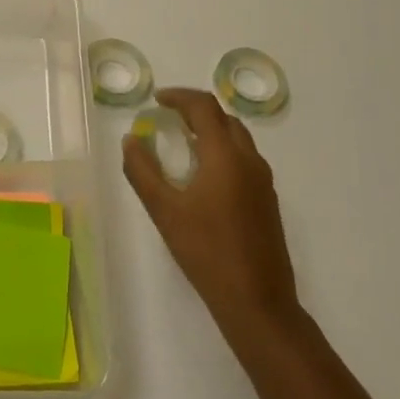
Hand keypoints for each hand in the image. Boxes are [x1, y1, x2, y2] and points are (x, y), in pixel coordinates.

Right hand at [122, 88, 302, 348]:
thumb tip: (131, 139)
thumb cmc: (206, 251)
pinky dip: (223, 150)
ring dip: (211, 130)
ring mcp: (263, 181)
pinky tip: (204, 175)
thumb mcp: (164, 210)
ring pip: (238, 138)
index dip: (179, 97)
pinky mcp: (268, 200)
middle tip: (168, 118)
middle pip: (224, 118)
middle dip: (196, 110)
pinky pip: (245, 159)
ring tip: (183, 142)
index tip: (156, 100)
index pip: (204, 107)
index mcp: (225, 156)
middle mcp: (249, 160)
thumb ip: (142, 171)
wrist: (257, 301)